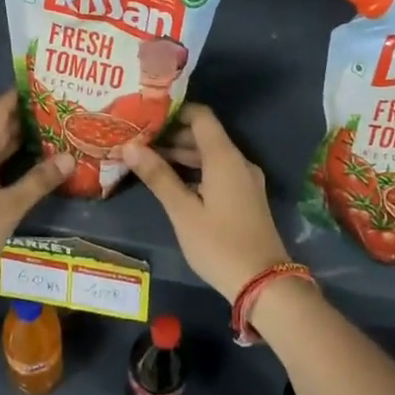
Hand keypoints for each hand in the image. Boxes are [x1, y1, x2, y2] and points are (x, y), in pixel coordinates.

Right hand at [120, 103, 290, 301]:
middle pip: (204, 136)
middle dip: (172, 136)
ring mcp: (245, 180)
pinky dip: (196, 170)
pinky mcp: (246, 197)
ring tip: (148, 160)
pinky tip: (173, 182)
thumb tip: (130, 146)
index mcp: (224, 157)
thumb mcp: (182, 211)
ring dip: (182, 155)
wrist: (264, 283)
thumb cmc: (219, 244)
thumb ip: (158, 176)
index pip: (200, 116)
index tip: (147, 115)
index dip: (175, 111)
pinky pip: (218, 171)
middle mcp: (238, 161)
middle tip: (138, 140)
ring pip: (211, 155)